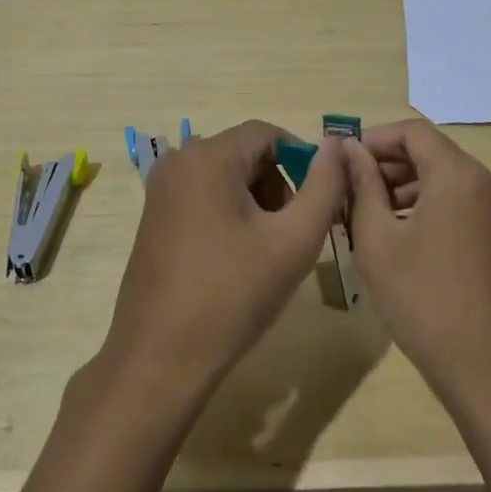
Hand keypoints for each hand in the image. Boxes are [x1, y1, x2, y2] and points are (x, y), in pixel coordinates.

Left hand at [98, 119, 347, 403]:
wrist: (160, 358)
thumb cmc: (233, 295)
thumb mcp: (294, 240)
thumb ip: (324, 186)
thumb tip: (336, 145)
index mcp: (207, 157)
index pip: (267, 133)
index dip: (302, 159)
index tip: (320, 199)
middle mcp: (177, 162)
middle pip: (245, 153)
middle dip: (278, 184)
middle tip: (296, 231)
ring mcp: (160, 191)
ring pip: (226, 176)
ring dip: (257, 202)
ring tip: (270, 250)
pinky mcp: (154, 218)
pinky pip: (203, 196)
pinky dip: (230, 214)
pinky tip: (239, 259)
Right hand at [342, 120, 490, 410]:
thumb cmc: (427, 301)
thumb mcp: (378, 241)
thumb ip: (361, 186)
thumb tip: (347, 148)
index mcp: (458, 174)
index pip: (411, 131)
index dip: (372, 139)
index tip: (340, 161)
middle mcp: (485, 183)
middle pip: (430, 154)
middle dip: (385, 166)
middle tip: (346, 193)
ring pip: (444, 182)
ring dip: (402, 190)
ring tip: (364, 220)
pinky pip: (459, 206)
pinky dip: (426, 210)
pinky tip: (398, 242)